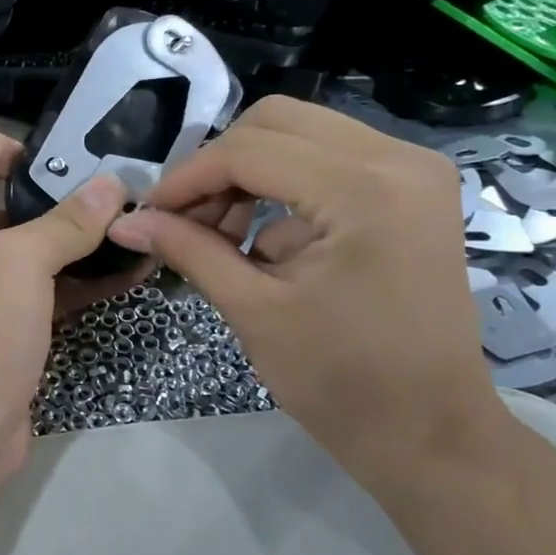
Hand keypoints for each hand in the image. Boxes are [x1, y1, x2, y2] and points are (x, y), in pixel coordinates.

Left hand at [0, 125, 132, 479]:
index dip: (16, 147)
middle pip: (4, 194)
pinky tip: (130, 272)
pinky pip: (43, 285)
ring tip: (135, 229)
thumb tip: (111, 183)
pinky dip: (80, 277)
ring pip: (30, 244)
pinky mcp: (3, 323)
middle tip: (117, 197)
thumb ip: (67, 220)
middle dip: (60, 194)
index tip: (65, 171)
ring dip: (78, 238)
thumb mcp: (20, 265)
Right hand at [108, 98, 504, 492]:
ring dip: (248, 173)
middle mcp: (398, 158)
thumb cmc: (342, 382)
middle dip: (218, 166)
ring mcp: (413, 169)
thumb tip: (125, 221)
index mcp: (363, 189)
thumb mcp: (253, 311)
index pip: (249, 151)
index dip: (187, 178)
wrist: (431, 432)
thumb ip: (188, 250)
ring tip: (220, 234)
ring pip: (301, 133)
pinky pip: (329, 159)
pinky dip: (283, 187)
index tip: (149, 213)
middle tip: (186, 219)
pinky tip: (263, 242)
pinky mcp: (413, 189)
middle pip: (276, 122)